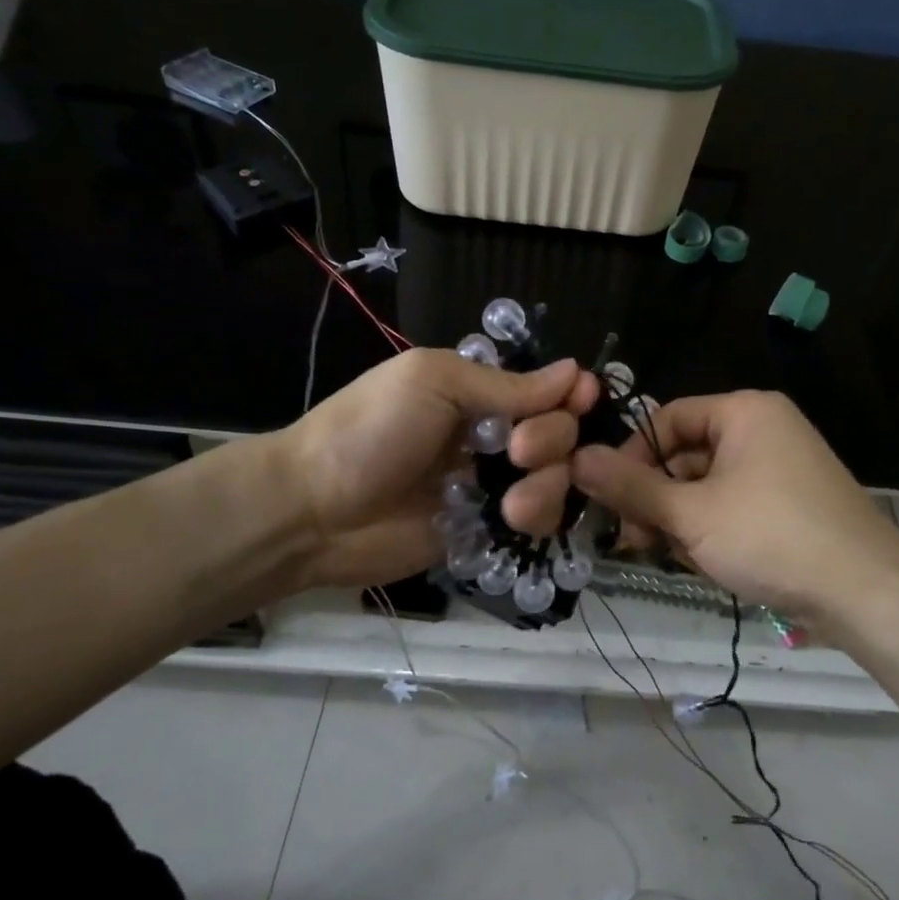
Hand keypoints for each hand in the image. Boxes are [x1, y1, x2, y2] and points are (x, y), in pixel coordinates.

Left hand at [275, 349, 598, 590]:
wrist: (314, 511)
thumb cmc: (371, 430)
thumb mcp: (434, 383)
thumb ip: (506, 385)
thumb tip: (574, 372)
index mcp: (478, 390)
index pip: (545, 387)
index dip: (570, 393)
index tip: (584, 399)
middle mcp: (491, 433)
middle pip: (559, 432)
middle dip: (553, 439)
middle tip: (517, 451)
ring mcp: (490, 483)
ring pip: (556, 478)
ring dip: (547, 485)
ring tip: (513, 504)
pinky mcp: (485, 528)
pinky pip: (536, 520)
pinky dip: (536, 518)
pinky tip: (510, 520)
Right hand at [571, 390, 898, 624]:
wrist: (868, 593)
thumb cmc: (771, 536)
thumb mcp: (691, 513)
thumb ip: (630, 486)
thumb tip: (576, 458)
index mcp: (744, 411)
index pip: (667, 419)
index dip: (632, 456)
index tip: (610, 498)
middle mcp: (764, 428)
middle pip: (686, 455)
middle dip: (657, 499)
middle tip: (636, 540)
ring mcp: (782, 467)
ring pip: (708, 486)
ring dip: (682, 520)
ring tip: (678, 557)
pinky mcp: (792, 503)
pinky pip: (735, 504)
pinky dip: (714, 530)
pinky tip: (709, 563)